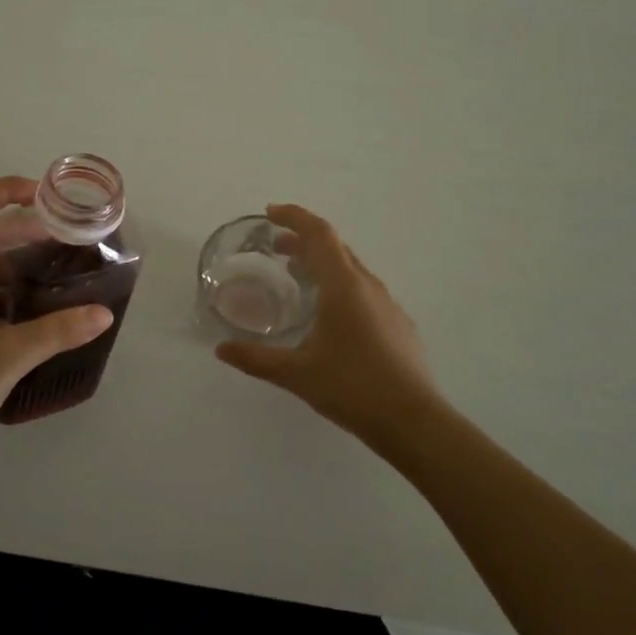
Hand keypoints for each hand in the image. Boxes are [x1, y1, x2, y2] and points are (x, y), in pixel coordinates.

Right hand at [215, 204, 443, 444]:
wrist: (414, 422)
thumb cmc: (352, 387)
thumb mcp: (296, 373)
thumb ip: (256, 359)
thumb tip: (221, 350)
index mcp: (343, 285)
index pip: (319, 233)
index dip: (294, 216)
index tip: (269, 213)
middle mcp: (368, 286)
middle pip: (335, 247)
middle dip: (304, 239)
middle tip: (276, 247)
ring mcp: (387, 305)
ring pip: (351, 269)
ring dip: (322, 263)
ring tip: (297, 276)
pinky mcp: (398, 325)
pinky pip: (363, 291)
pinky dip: (340, 286)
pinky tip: (329, 316)